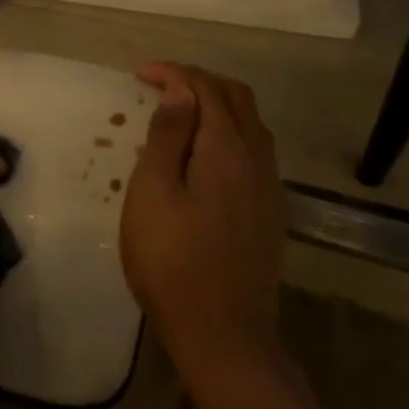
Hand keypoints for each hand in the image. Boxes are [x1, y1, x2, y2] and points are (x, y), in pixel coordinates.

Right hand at [121, 62, 287, 386]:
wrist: (224, 335)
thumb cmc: (173, 262)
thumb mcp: (153, 194)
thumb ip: (167, 138)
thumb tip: (178, 93)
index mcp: (227, 151)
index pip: (205, 90)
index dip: (173, 73)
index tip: (139, 74)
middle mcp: (258, 160)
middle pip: (236, 98)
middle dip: (197, 81)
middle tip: (158, 85)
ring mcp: (269, 187)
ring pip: (249, 123)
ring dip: (215, 104)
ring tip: (177, 112)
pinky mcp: (269, 211)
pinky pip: (253, 149)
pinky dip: (226, 131)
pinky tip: (201, 152)